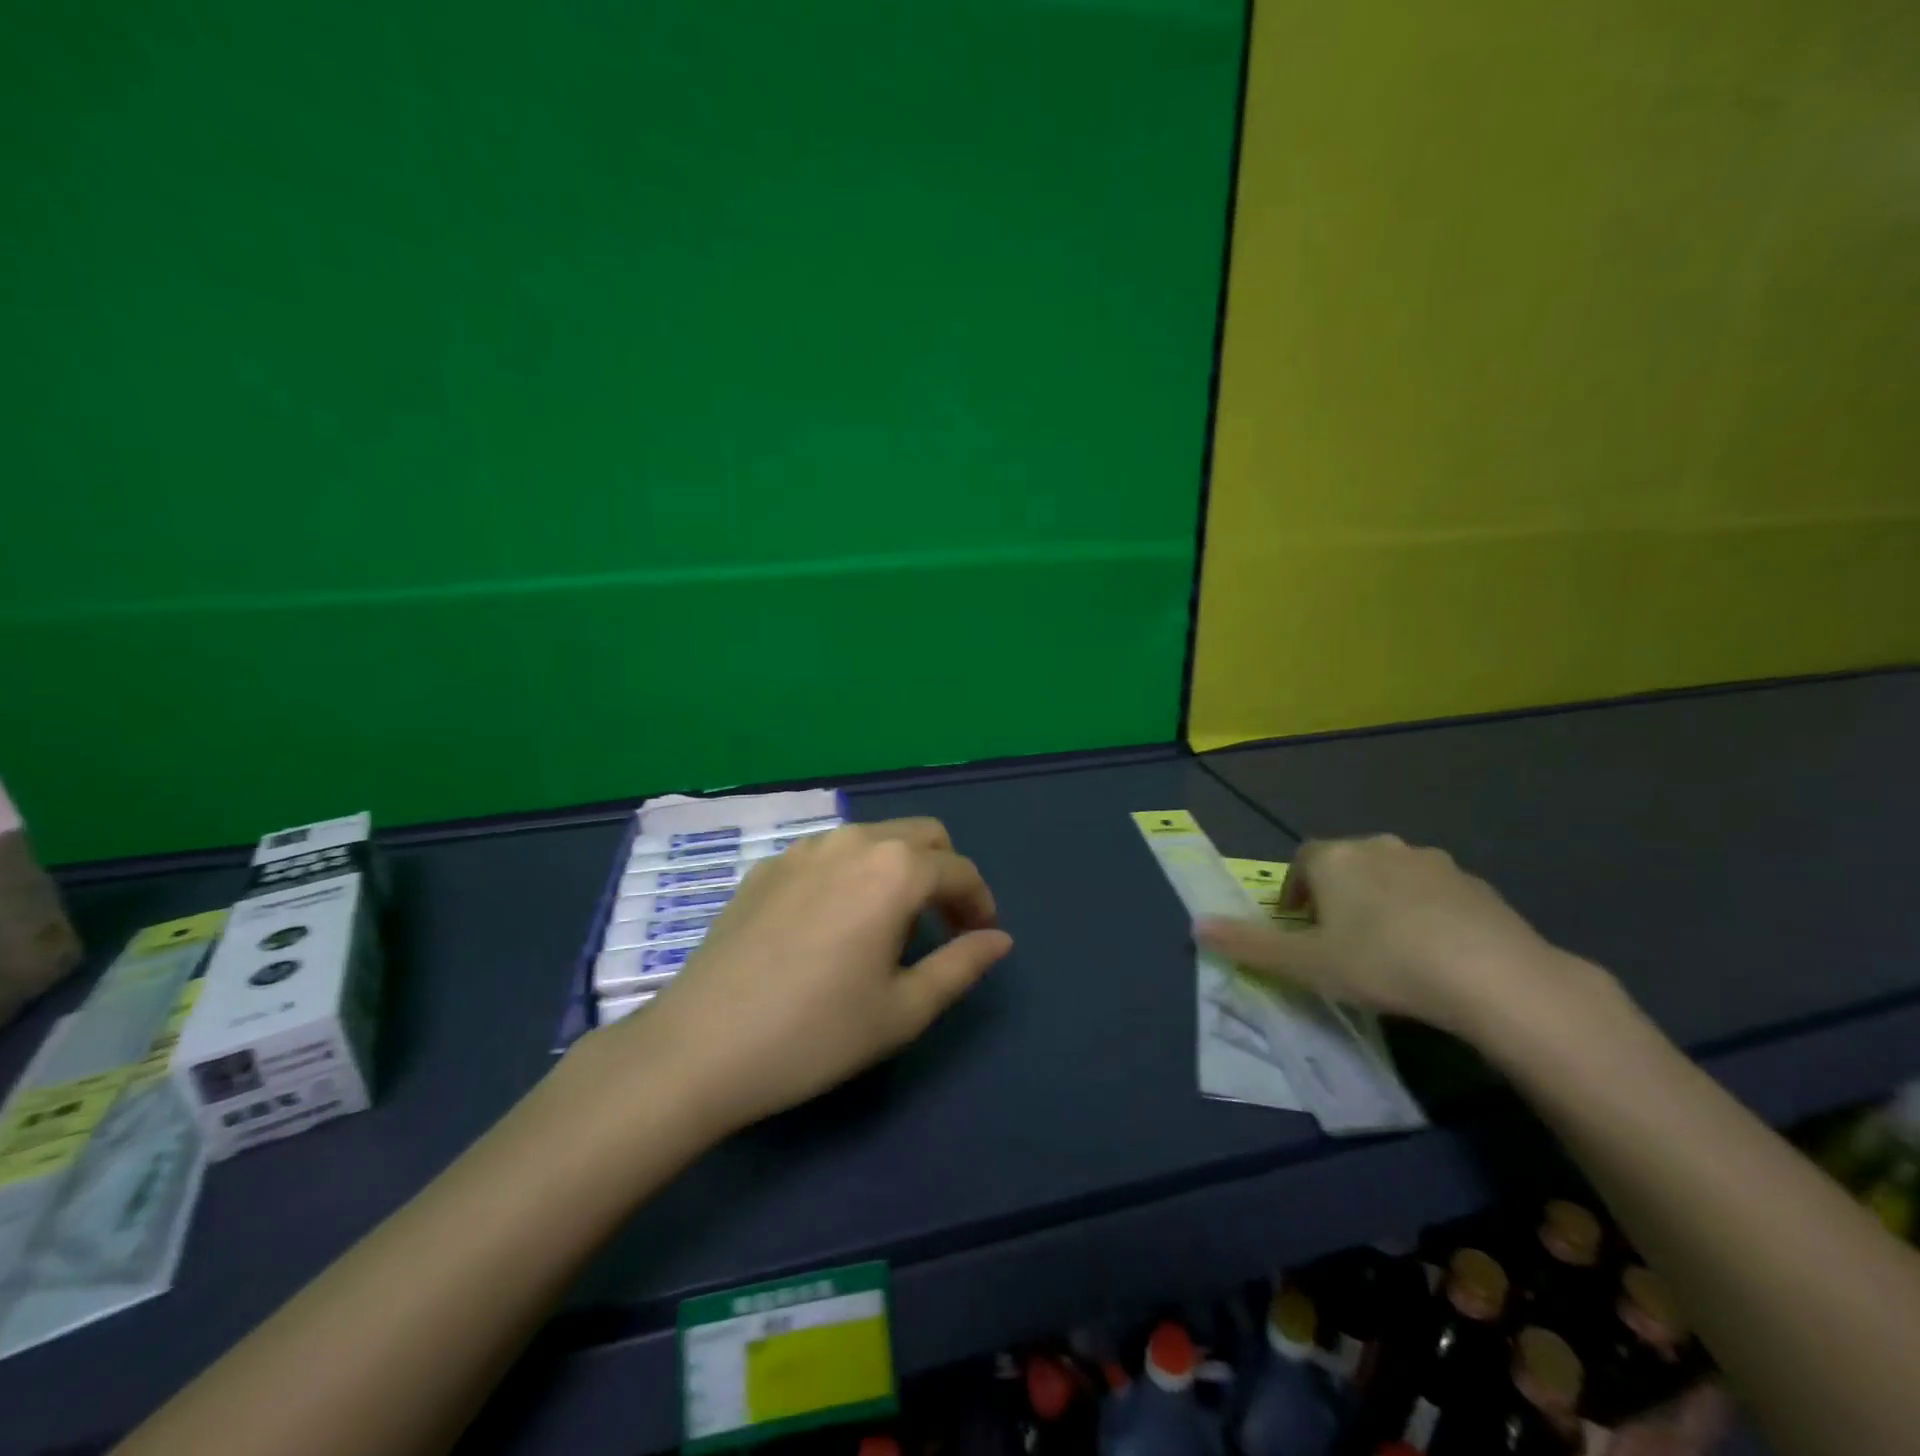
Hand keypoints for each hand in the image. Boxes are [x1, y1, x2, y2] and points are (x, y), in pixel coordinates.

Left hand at [604, 818, 1012, 1135]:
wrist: (699, 1047)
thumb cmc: (815, 1033)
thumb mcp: (904, 1010)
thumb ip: (962, 965)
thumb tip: (999, 939)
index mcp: (894, 870)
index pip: (959, 870)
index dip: (980, 902)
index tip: (981, 937)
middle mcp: (852, 842)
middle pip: (922, 835)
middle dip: (944, 873)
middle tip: (942, 925)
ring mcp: (803, 849)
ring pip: (874, 838)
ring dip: (898, 869)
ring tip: (888, 926)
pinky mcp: (768, 866)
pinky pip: (829, 854)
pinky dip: (852, 874)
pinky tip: (832, 924)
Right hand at [1194, 834, 1567, 1036]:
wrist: (1492, 975)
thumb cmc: (1382, 962)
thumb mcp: (1306, 964)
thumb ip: (1249, 945)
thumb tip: (1196, 927)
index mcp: (1334, 858)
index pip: (1301, 863)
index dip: (1295, 893)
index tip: (1300, 929)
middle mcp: (1379, 846)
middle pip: (1344, 865)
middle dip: (1336, 896)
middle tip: (1340, 942)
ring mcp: (1431, 861)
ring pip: (1390, 876)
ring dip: (1380, 901)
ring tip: (1387, 947)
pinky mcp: (1475, 884)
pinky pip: (1434, 893)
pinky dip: (1424, 912)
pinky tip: (1434, 952)